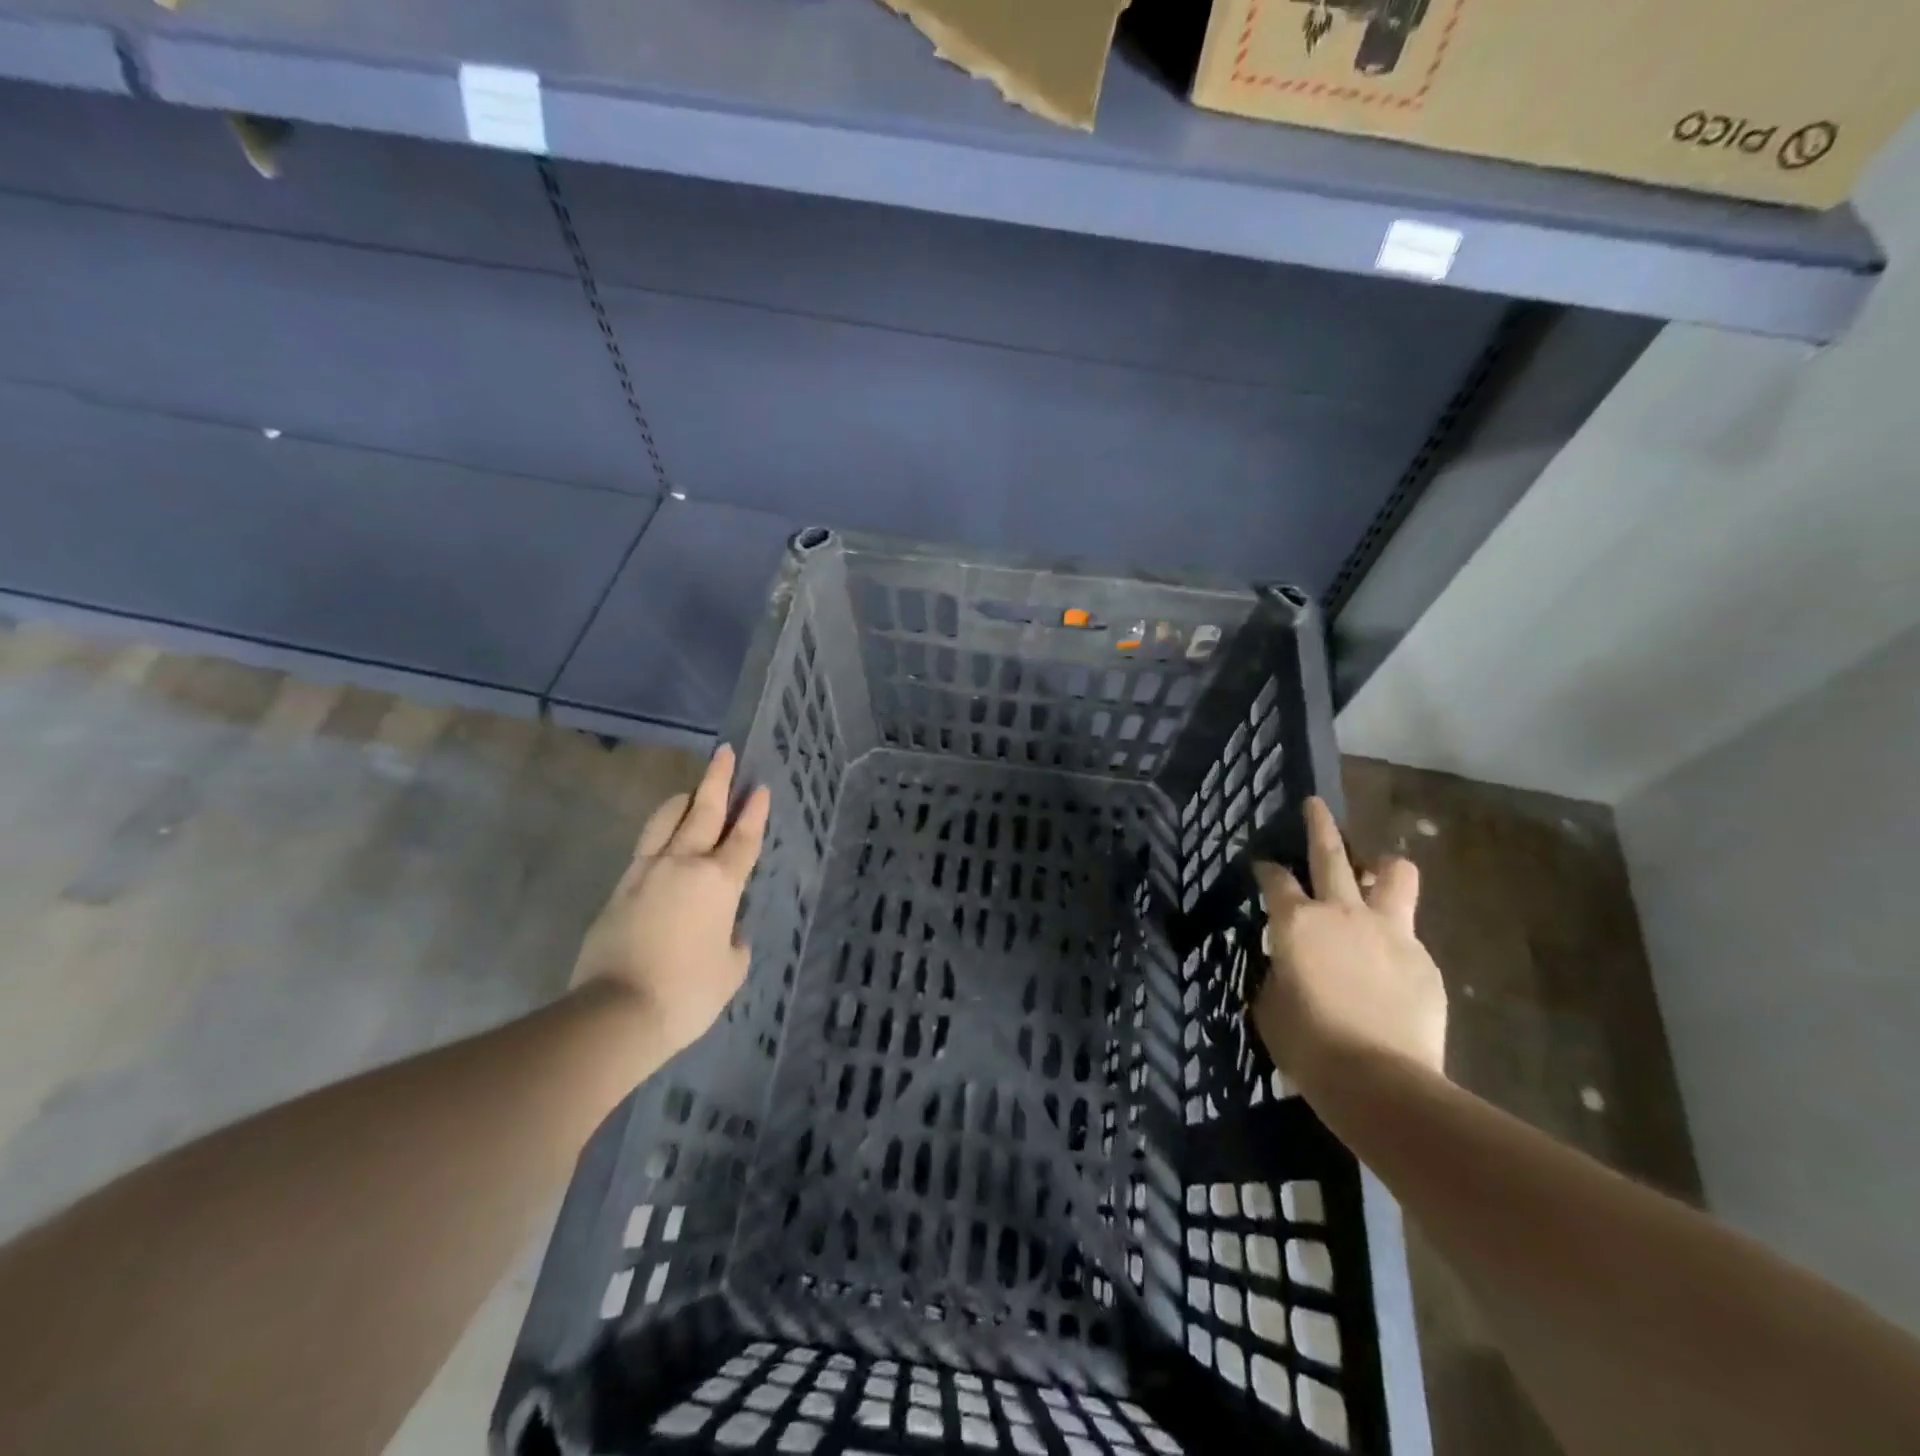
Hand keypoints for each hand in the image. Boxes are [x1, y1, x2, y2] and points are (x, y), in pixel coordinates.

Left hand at [571, 745, 770, 1057]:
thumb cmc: (687, 993)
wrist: (616, 1012)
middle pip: (704, 811)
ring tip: (692, 790)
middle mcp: (684, 864)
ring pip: (666, 820)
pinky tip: (664, 837)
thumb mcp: (731, 970)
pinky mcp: (620, 887)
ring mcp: (647, 872)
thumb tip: (726, 928)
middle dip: (718, 780)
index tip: (759, 787)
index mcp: (720, 882)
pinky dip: (660, 831)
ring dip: (683, 800)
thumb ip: (733, 941)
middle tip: (726, 753)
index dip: (754, 811)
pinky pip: (645, 847)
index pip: (744, 837)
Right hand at [1250, 796, 1446, 1092]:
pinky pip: (1408, 933)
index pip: (1275, 879)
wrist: (1379, 1080)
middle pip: (1331, 852)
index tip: (1262, 866)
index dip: (1266, 869)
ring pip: (1395, 874)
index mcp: (1296, 922)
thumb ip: (1279, 971)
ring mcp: (1390, 932)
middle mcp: (1342, 912)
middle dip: (1319, 824)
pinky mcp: (1423, 959)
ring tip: (1376, 872)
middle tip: (1315, 805)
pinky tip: (1387, 966)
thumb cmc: (1308, 1044)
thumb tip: (1289, 964)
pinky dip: (1394, 936)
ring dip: (1382, 867)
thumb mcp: (1271, 1004)